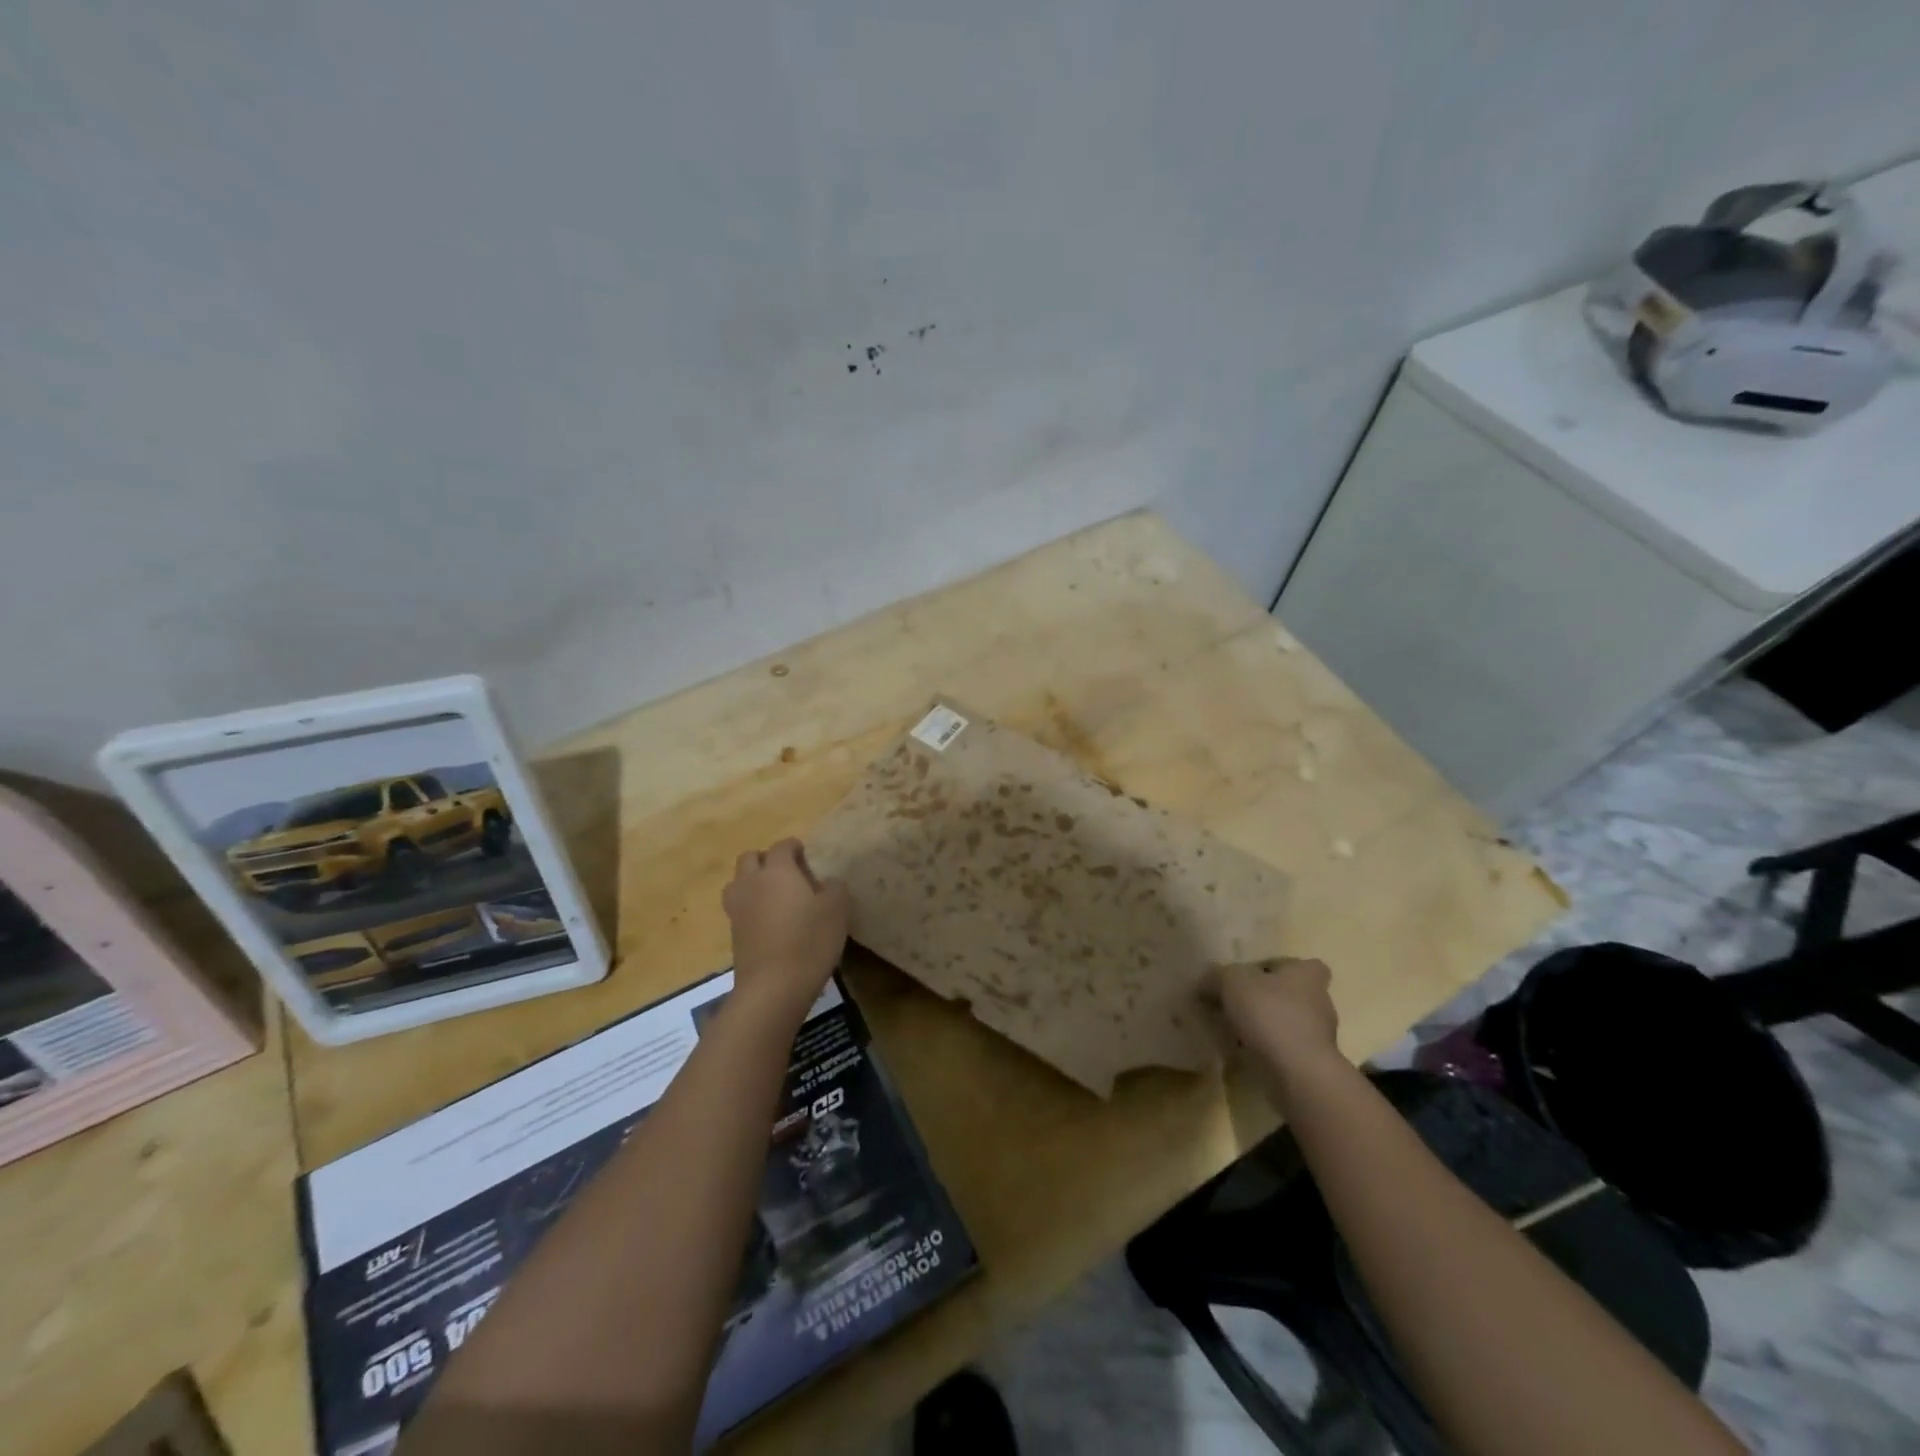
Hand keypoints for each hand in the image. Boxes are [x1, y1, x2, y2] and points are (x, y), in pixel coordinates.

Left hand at [722, 839, 850, 1015]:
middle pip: (750, 858)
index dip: (794, 847)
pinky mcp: (733, 933)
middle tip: (787, 873)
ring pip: (738, 882)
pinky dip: (750, 906)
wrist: (773, 987)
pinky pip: (739, 907)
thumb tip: (827, 884)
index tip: (805, 854)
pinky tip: (769, 921)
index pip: (782, 846)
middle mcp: (752, 883)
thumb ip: (834, 888)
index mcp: (778, 871)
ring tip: (773, 896)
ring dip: (752, 881)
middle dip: (766, 859)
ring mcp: (738, 909)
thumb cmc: (809, 941)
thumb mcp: (837, 910)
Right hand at [1204, 958, 1346, 1104]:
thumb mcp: (1231, 982)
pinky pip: (1285, 1050)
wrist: (1298, 1073)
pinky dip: (1267, 1051)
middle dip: (1267, 999)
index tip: (1258, 976)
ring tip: (1233, 1031)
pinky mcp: (1312, 1064)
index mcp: (1307, 976)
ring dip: (1265, 1027)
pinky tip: (1242, 1053)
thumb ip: (1216, 976)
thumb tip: (1204, 982)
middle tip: (1236, 1004)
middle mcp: (1319, 1003)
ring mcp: (1318, 1037)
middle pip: (1292, 995)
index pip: (1305, 965)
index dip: (1282, 968)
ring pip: (1287, 1024)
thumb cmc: (1270, 1014)